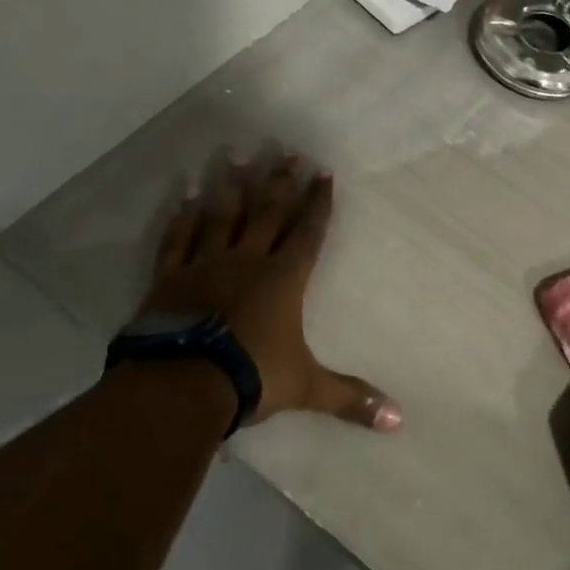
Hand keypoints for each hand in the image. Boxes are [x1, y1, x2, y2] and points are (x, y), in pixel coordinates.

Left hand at [133, 153, 401, 431]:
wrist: (181, 385)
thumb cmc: (250, 377)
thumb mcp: (306, 387)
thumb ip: (350, 398)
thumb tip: (400, 420)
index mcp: (283, 279)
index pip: (307, 232)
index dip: (317, 202)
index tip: (323, 171)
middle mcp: (247, 261)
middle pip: (267, 212)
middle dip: (280, 181)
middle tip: (285, 149)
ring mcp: (205, 265)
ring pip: (222, 215)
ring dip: (231, 185)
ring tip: (236, 153)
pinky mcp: (169, 278)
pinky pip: (178, 239)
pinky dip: (182, 216)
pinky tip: (187, 193)